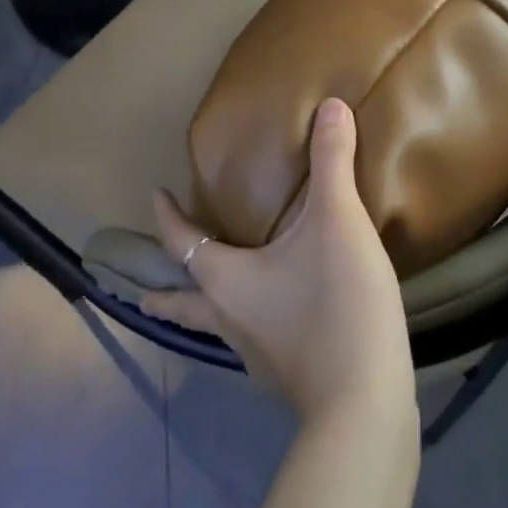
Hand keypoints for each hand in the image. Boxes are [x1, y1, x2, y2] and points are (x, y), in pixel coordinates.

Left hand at [146, 98, 415, 427]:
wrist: (365, 402)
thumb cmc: (336, 304)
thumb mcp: (338, 221)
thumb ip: (332, 162)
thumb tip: (331, 106)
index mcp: (226, 281)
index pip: (180, 243)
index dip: (166, 217)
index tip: (155, 195)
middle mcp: (228, 320)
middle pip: (182, 304)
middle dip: (162, 293)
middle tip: (142, 290)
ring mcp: (255, 356)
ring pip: (217, 326)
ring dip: (205, 309)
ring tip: (214, 299)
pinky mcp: (286, 376)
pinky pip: (255, 343)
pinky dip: (250, 326)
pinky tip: (276, 324)